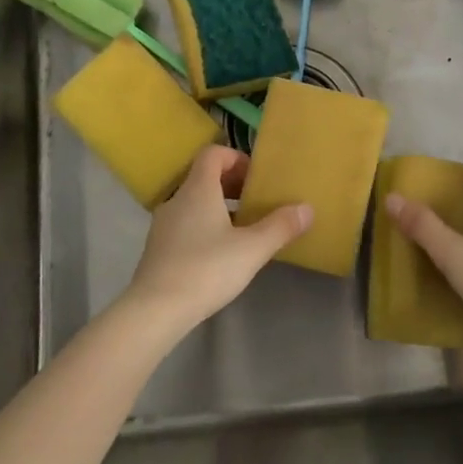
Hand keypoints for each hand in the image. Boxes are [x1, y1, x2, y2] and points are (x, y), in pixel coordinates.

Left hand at [123, 146, 312, 334]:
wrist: (155, 310)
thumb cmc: (206, 269)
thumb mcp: (252, 249)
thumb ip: (280, 227)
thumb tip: (307, 208)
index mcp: (198, 189)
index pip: (213, 153)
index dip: (236, 158)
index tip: (256, 178)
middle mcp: (177, 199)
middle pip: (204, 177)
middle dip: (232, 184)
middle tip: (256, 203)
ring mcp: (163, 224)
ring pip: (194, 203)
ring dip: (219, 208)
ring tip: (243, 230)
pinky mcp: (158, 248)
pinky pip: (185, 224)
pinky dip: (204, 227)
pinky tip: (219, 255)